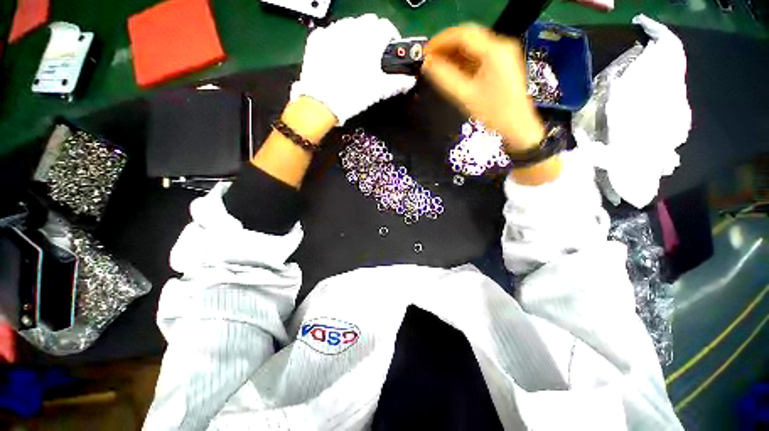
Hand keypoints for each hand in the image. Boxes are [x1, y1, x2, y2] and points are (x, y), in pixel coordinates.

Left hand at [290, 14, 416, 125]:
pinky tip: (337, 56)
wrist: (322, 103)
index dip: (392, 37)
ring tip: (355, 56)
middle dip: (374, 34)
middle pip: (368, 22)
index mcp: (370, 39)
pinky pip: (330, 32)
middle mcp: (351, 29)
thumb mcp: (379, 91)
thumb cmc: (353, 95)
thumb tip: (410, 81)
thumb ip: (398, 83)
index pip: (386, 27)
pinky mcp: (317, 39)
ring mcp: (332, 31)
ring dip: (355, 35)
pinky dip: (336, 40)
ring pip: (349, 24)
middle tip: (374, 54)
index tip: (390, 49)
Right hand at [422, 26, 544, 151]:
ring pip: (472, 46)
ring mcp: (502, 55)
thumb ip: (445, 78)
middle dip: (446, 46)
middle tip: (430, 59)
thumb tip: (427, 65)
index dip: (441, 41)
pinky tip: (452, 70)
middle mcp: (500, 46)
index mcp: (494, 51)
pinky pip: (478, 56)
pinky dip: (463, 61)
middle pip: (468, 37)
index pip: (462, 35)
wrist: (517, 126)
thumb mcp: (466, 96)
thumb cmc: (493, 113)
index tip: (426, 52)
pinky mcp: (501, 64)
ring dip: (454, 54)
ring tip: (437, 65)